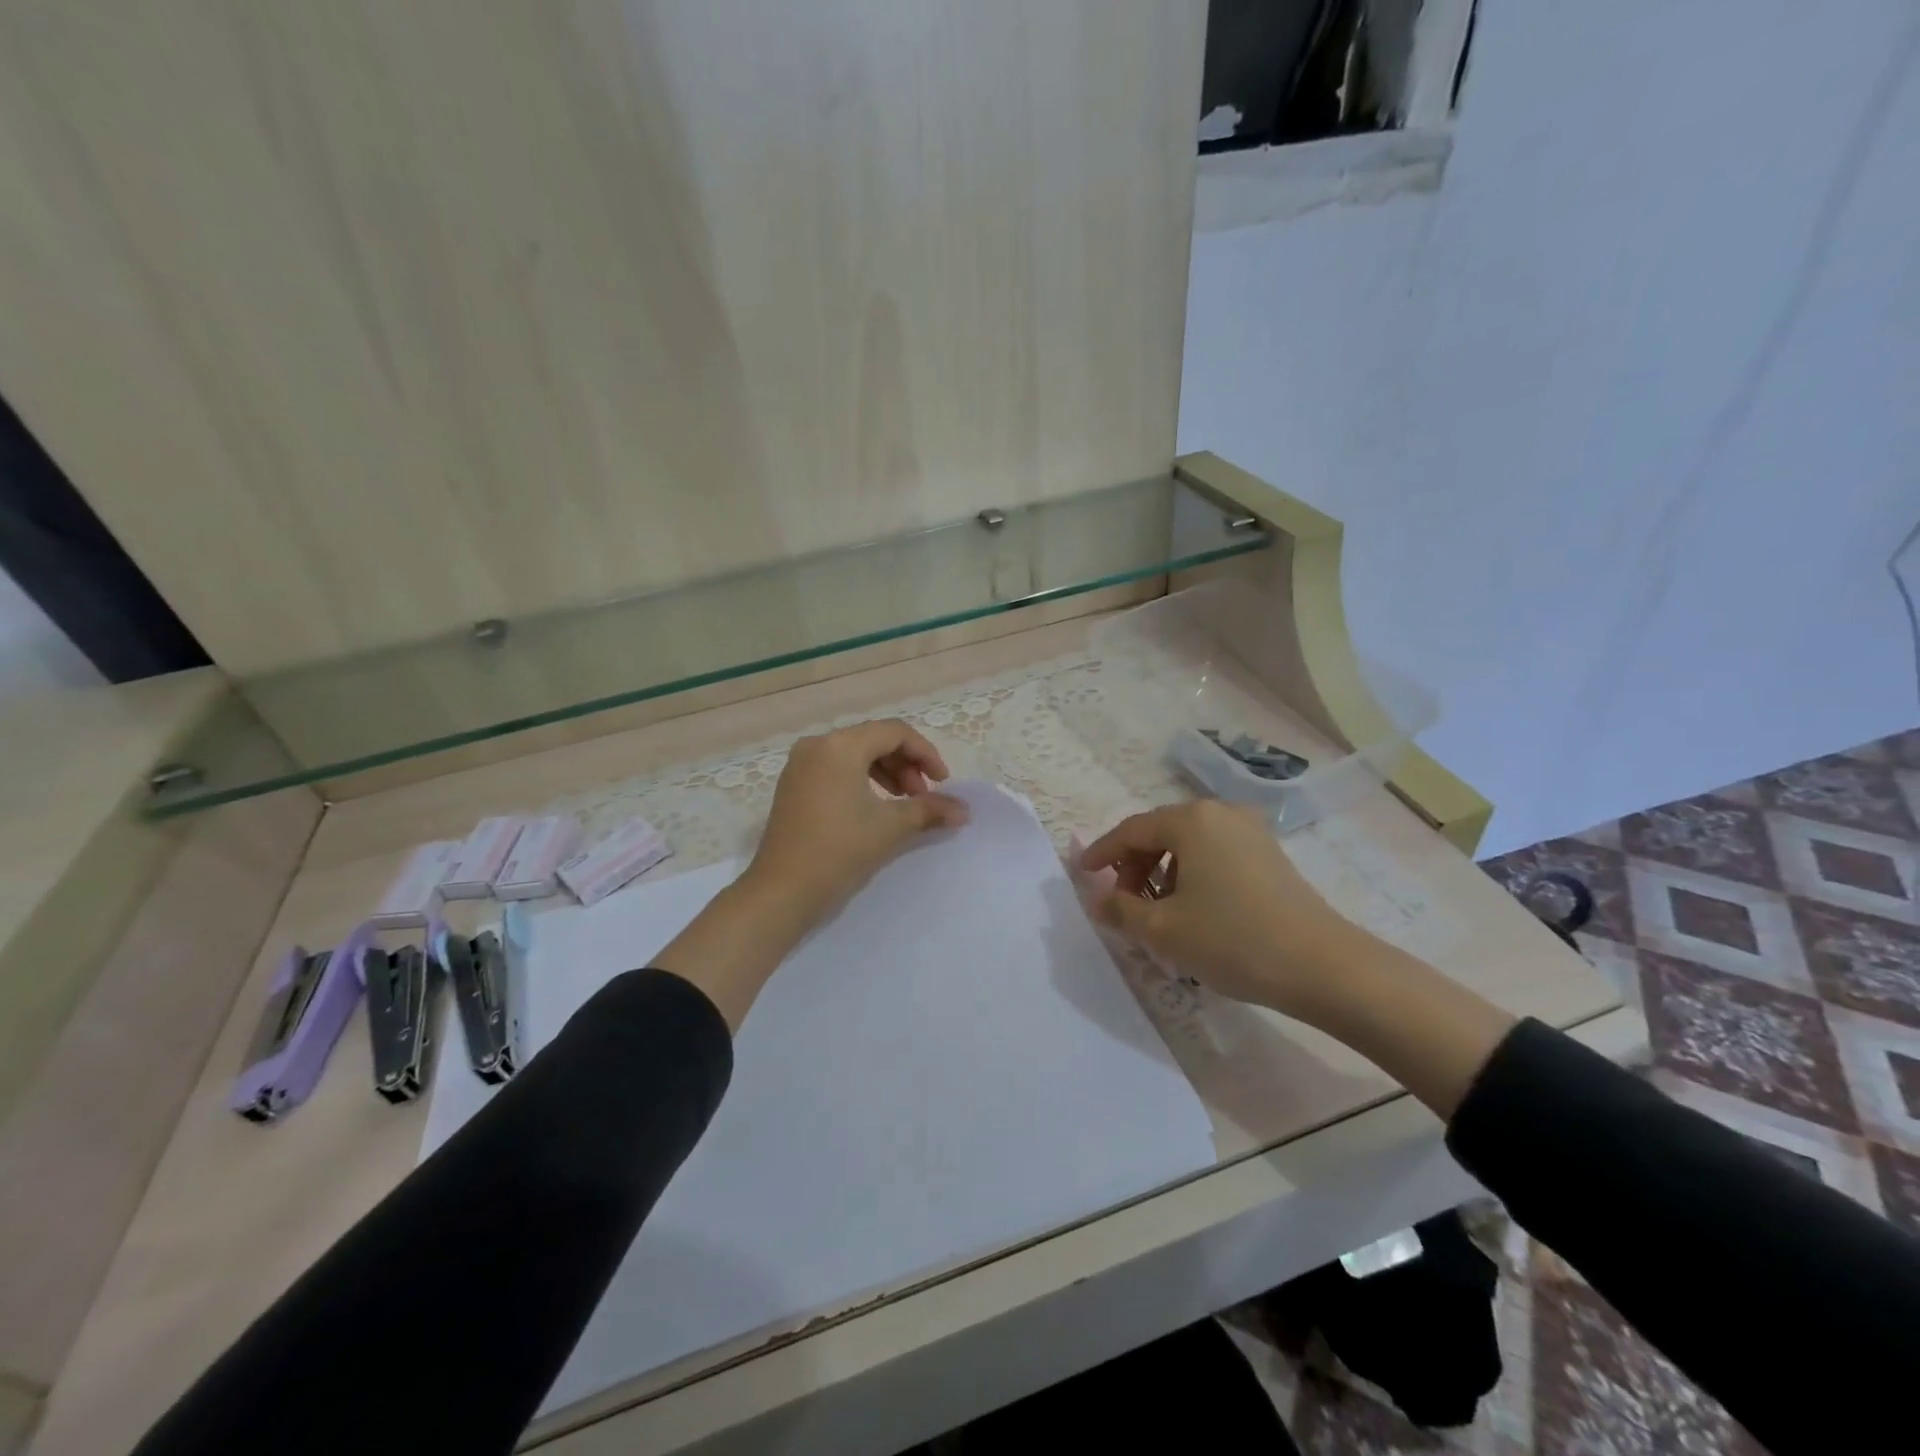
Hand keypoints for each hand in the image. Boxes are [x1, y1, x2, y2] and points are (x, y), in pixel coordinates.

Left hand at [656, 720, 968, 1029]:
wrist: (782, 892)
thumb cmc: (839, 851)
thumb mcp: (891, 827)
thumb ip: (930, 810)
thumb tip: (965, 810)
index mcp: (840, 745)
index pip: (895, 732)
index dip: (925, 753)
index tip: (943, 783)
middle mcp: (817, 745)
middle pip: (874, 740)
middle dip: (906, 765)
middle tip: (922, 797)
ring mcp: (800, 765)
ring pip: (855, 754)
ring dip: (886, 773)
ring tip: (903, 804)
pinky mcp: (793, 786)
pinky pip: (835, 769)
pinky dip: (861, 781)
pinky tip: (874, 808)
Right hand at [1078, 799, 1361, 1019]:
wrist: (1324, 967)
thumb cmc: (1233, 940)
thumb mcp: (1164, 930)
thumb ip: (1120, 911)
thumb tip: (1098, 901)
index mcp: (1191, 820)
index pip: (1131, 830)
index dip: (1102, 853)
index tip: (1083, 874)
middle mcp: (1220, 813)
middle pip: (1160, 833)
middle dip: (1134, 866)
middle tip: (1123, 903)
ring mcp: (1250, 831)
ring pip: (1188, 844)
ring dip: (1163, 873)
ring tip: (1158, 913)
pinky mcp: (1269, 854)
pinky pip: (1214, 854)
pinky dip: (1192, 875)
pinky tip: (1194, 910)